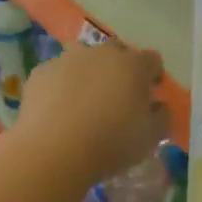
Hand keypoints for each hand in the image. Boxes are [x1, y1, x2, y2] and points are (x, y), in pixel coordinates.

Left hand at [17, 38, 166, 183]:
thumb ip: (162, 117)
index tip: (151, 93)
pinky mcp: (40, 73)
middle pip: (116, 52)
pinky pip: (56, 74)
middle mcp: (101, 53)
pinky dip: (60, 86)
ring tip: (85, 101)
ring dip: (88, 73)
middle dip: (120, 69)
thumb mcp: (150, 138)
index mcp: (133, 65)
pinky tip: (58, 110)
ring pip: (83, 59)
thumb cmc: (111, 143)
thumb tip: (159, 106)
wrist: (54, 150)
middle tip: (118, 96)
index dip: (154, 75)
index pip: (152, 60)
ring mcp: (67, 60)